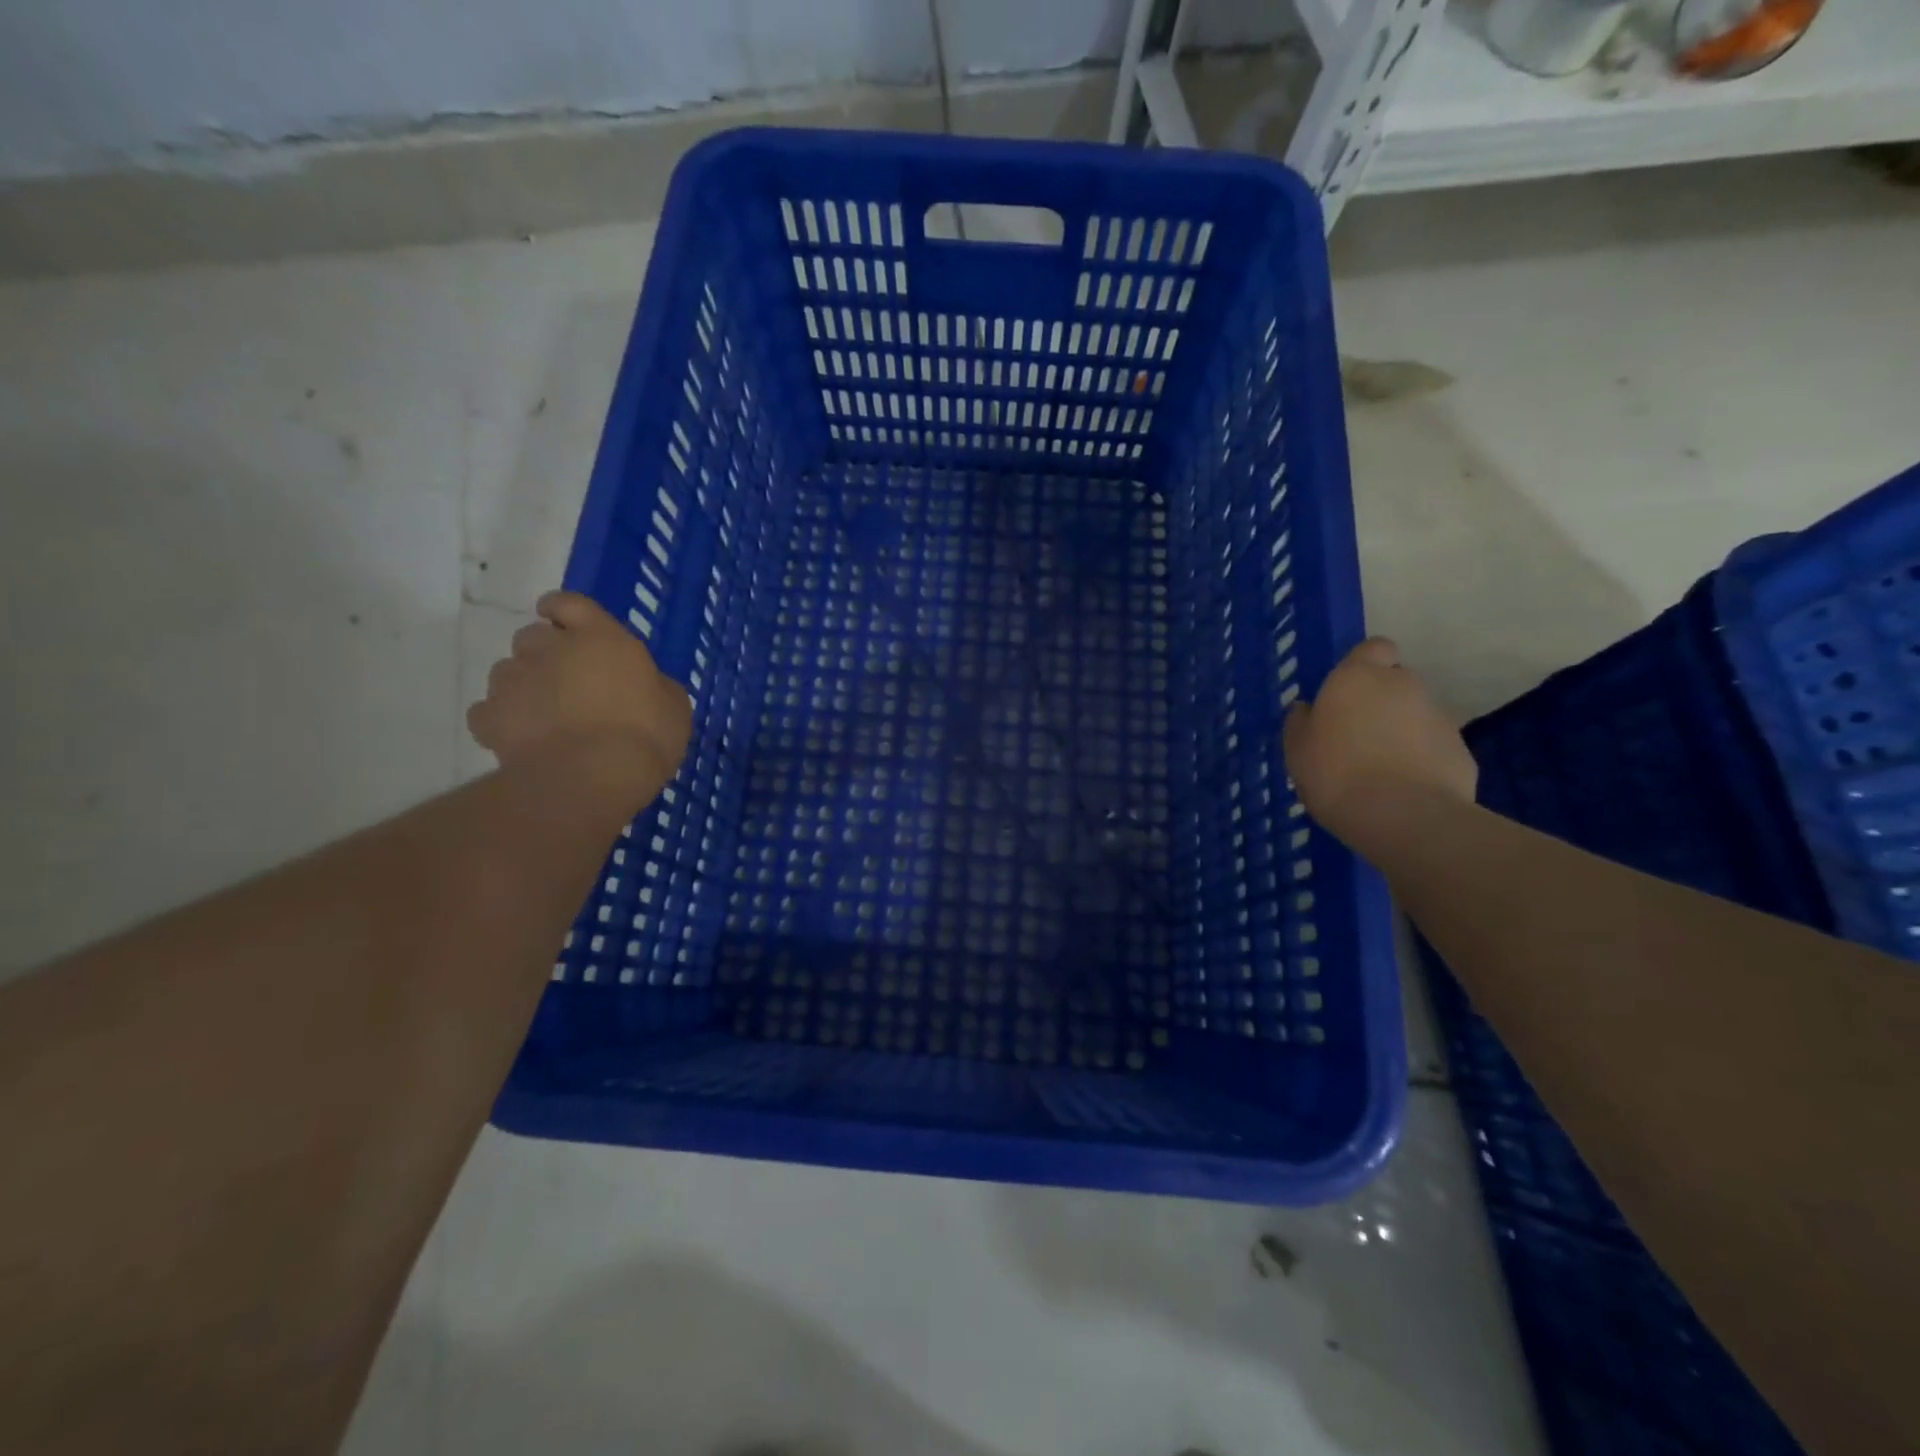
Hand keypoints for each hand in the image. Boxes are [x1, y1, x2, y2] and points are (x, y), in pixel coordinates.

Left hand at [467, 591, 691, 794]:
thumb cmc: (645, 735)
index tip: (560, 619)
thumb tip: (647, 685)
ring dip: (523, 684)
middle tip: (566, 679)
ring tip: (544, 713)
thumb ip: (655, 686)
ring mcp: (515, 682)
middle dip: (545, 652)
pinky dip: (501, 719)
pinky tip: (522, 737)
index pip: (570, 603)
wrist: (592, 777)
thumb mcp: (674, 707)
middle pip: (533, 636)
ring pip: (507, 670)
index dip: (562, 609)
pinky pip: (488, 711)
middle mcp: (551, 649)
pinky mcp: (490, 717)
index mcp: (601, 638)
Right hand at [1282, 637, 1476, 854]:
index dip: (1364, 664)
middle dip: (1381, 702)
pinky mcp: (1461, 751)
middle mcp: (1404, 686)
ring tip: (1380, 770)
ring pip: (1416, 716)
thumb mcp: (1296, 750)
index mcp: (1359, 677)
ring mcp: (1438, 718)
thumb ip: (1300, 722)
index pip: (1374, 647)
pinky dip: (1421, 761)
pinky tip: (1403, 789)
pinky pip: (1433, 748)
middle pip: (1396, 682)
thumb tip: (1307, 708)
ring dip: (1401, 732)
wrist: (1403, 817)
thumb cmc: (1335, 773)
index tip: (1348, 691)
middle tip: (1357, 736)